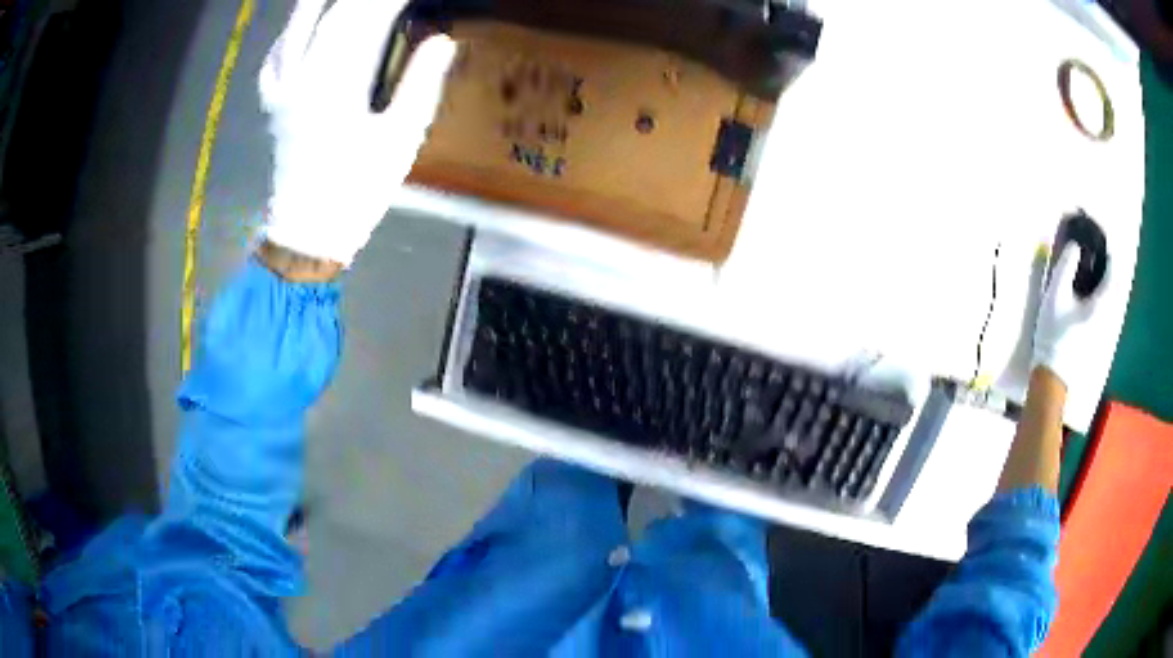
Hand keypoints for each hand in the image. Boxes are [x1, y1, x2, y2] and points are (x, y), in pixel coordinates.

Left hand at [259, 0, 455, 266]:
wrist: (308, 232)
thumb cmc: (357, 190)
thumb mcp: (400, 139)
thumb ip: (419, 83)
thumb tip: (442, 40)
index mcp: (337, 82)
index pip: (366, 17)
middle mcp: (303, 76)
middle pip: (330, 15)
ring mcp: (283, 91)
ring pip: (294, 29)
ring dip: (317, 3)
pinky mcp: (273, 107)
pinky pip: (273, 61)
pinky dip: (286, 37)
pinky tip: (297, 30)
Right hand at [1032, 243, 1109, 386]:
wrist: (1053, 376)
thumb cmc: (1055, 334)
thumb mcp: (1055, 295)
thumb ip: (1066, 267)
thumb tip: (1075, 246)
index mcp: (1100, 303)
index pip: (1112, 272)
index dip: (1110, 252)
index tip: (1105, 239)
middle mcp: (1107, 316)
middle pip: (1113, 286)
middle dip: (1108, 267)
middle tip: (1100, 253)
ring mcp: (1103, 329)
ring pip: (1109, 299)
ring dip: (1104, 283)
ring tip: (1095, 270)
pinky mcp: (1097, 338)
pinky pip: (1104, 309)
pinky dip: (1100, 296)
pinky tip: (1090, 294)